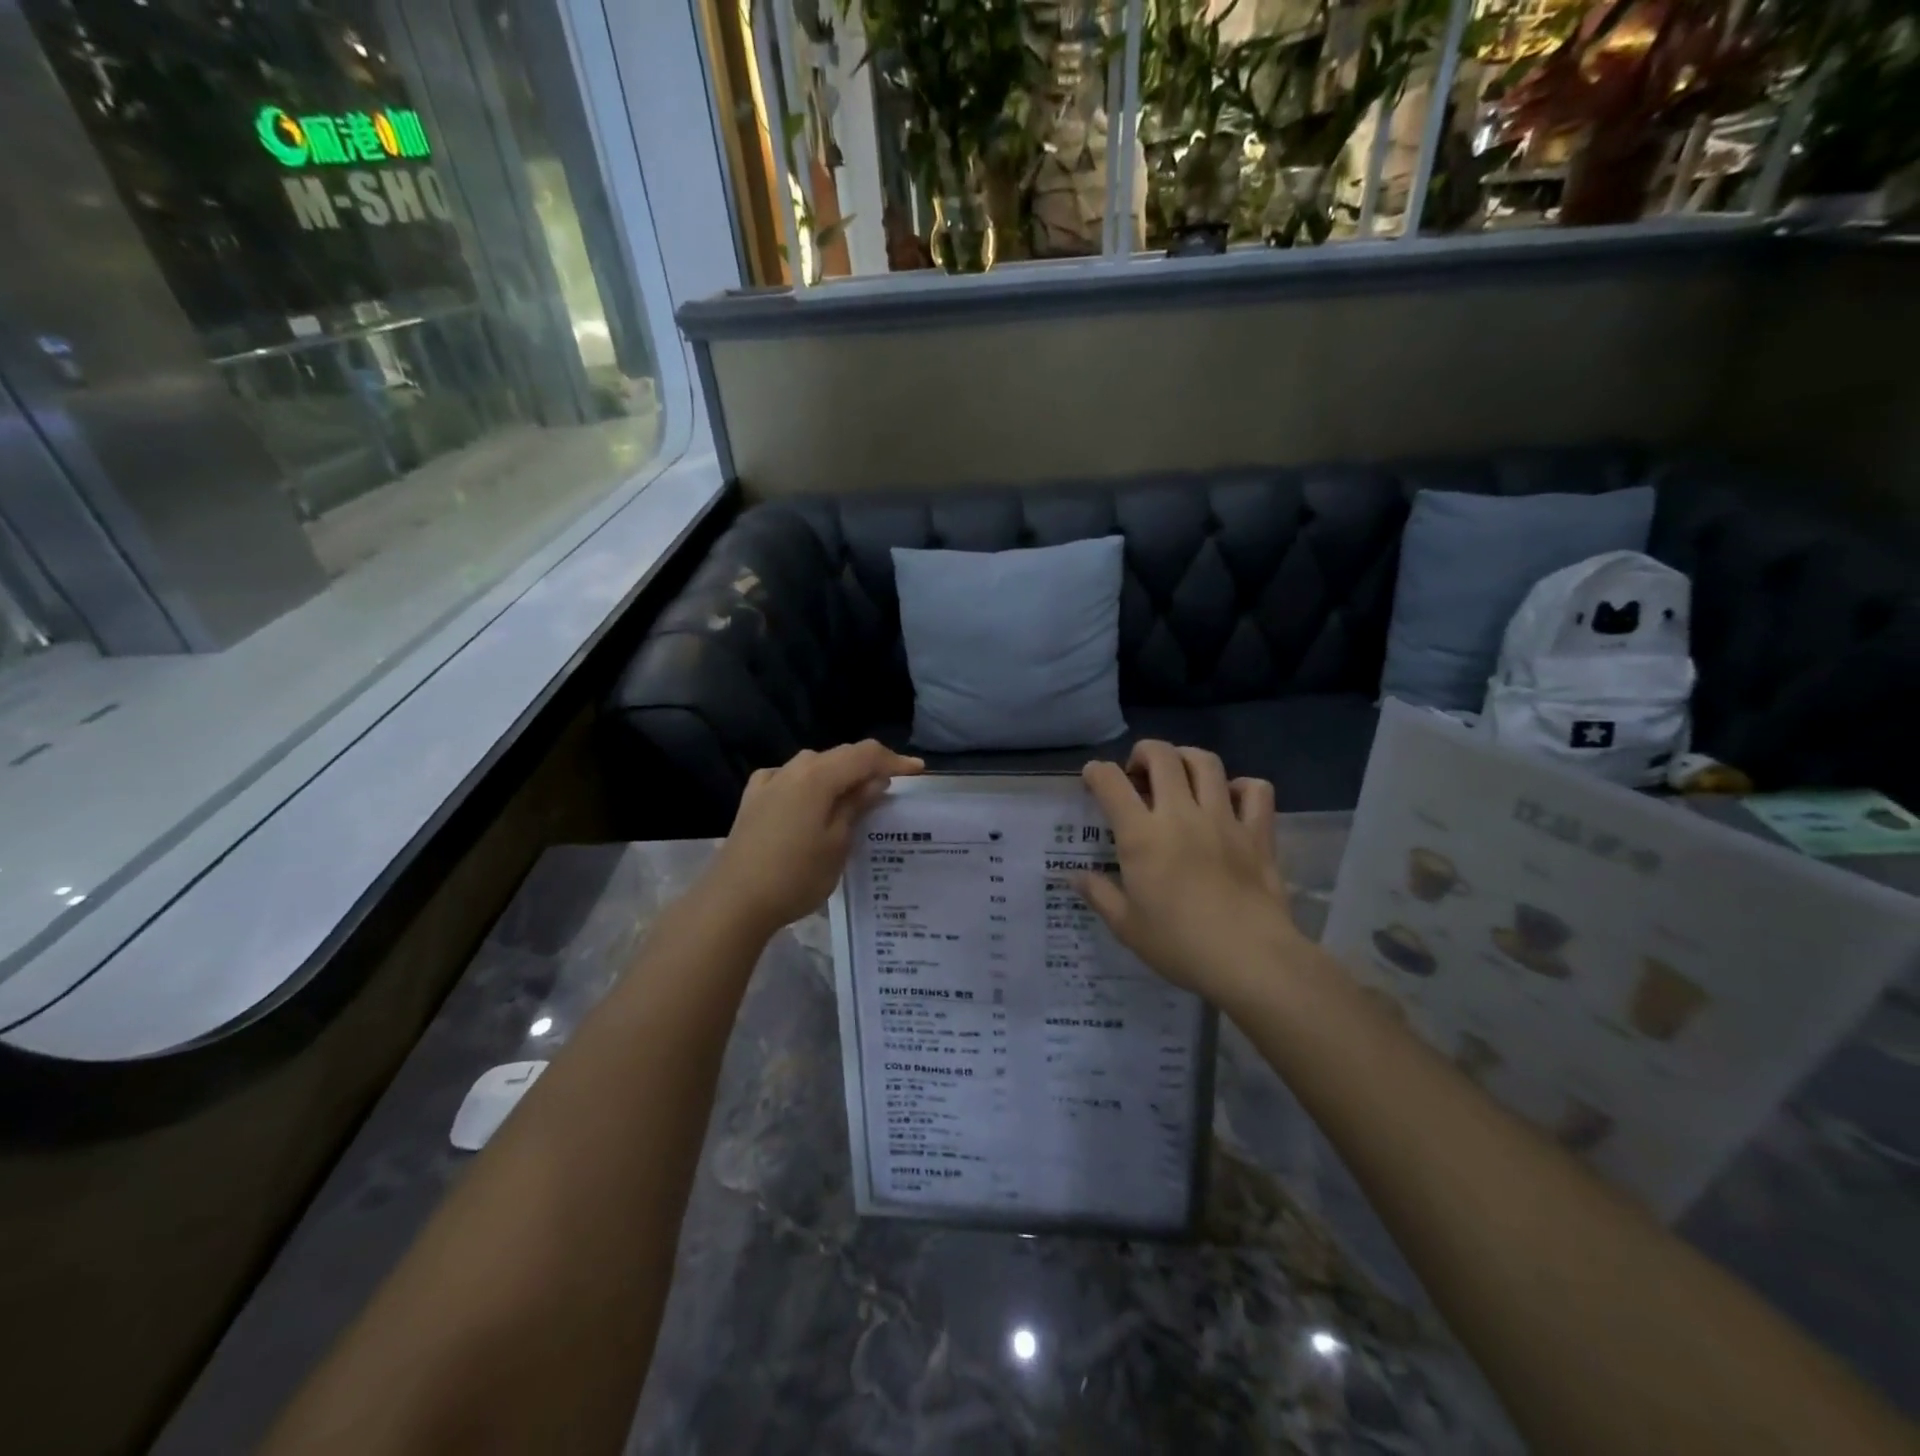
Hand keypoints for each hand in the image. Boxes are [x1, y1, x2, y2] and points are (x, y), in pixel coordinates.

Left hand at [706, 741, 922, 935]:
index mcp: (818, 776)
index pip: (865, 755)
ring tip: (855, 793)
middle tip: (893, 783)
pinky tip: (809, 798)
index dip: (894, 760)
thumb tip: (874, 780)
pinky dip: (809, 783)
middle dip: (868, 765)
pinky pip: (789, 778)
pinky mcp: (753, 799)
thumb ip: (856, 806)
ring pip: (813, 765)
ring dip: (838, 773)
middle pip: (839, 755)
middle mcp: (793, 769)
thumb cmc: (795, 875)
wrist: (734, 901)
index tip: (919, 772)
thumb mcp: (837, 844)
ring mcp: (769, 782)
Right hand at [1072, 741, 1299, 1000]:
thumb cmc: (1179, 945)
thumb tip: (1073, 876)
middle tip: (1138, 773)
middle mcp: (1181, 814)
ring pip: (1206, 762)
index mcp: (1142, 836)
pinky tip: (1230, 800)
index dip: (1097, 772)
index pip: (1111, 783)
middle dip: (1143, 753)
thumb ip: (1099, 894)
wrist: (1250, 960)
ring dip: (1187, 759)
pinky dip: (1241, 786)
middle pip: (1162, 756)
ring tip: (1180, 776)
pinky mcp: (1258, 833)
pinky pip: (1256, 790)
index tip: (1094, 778)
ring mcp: (1223, 819)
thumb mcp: (1127, 927)